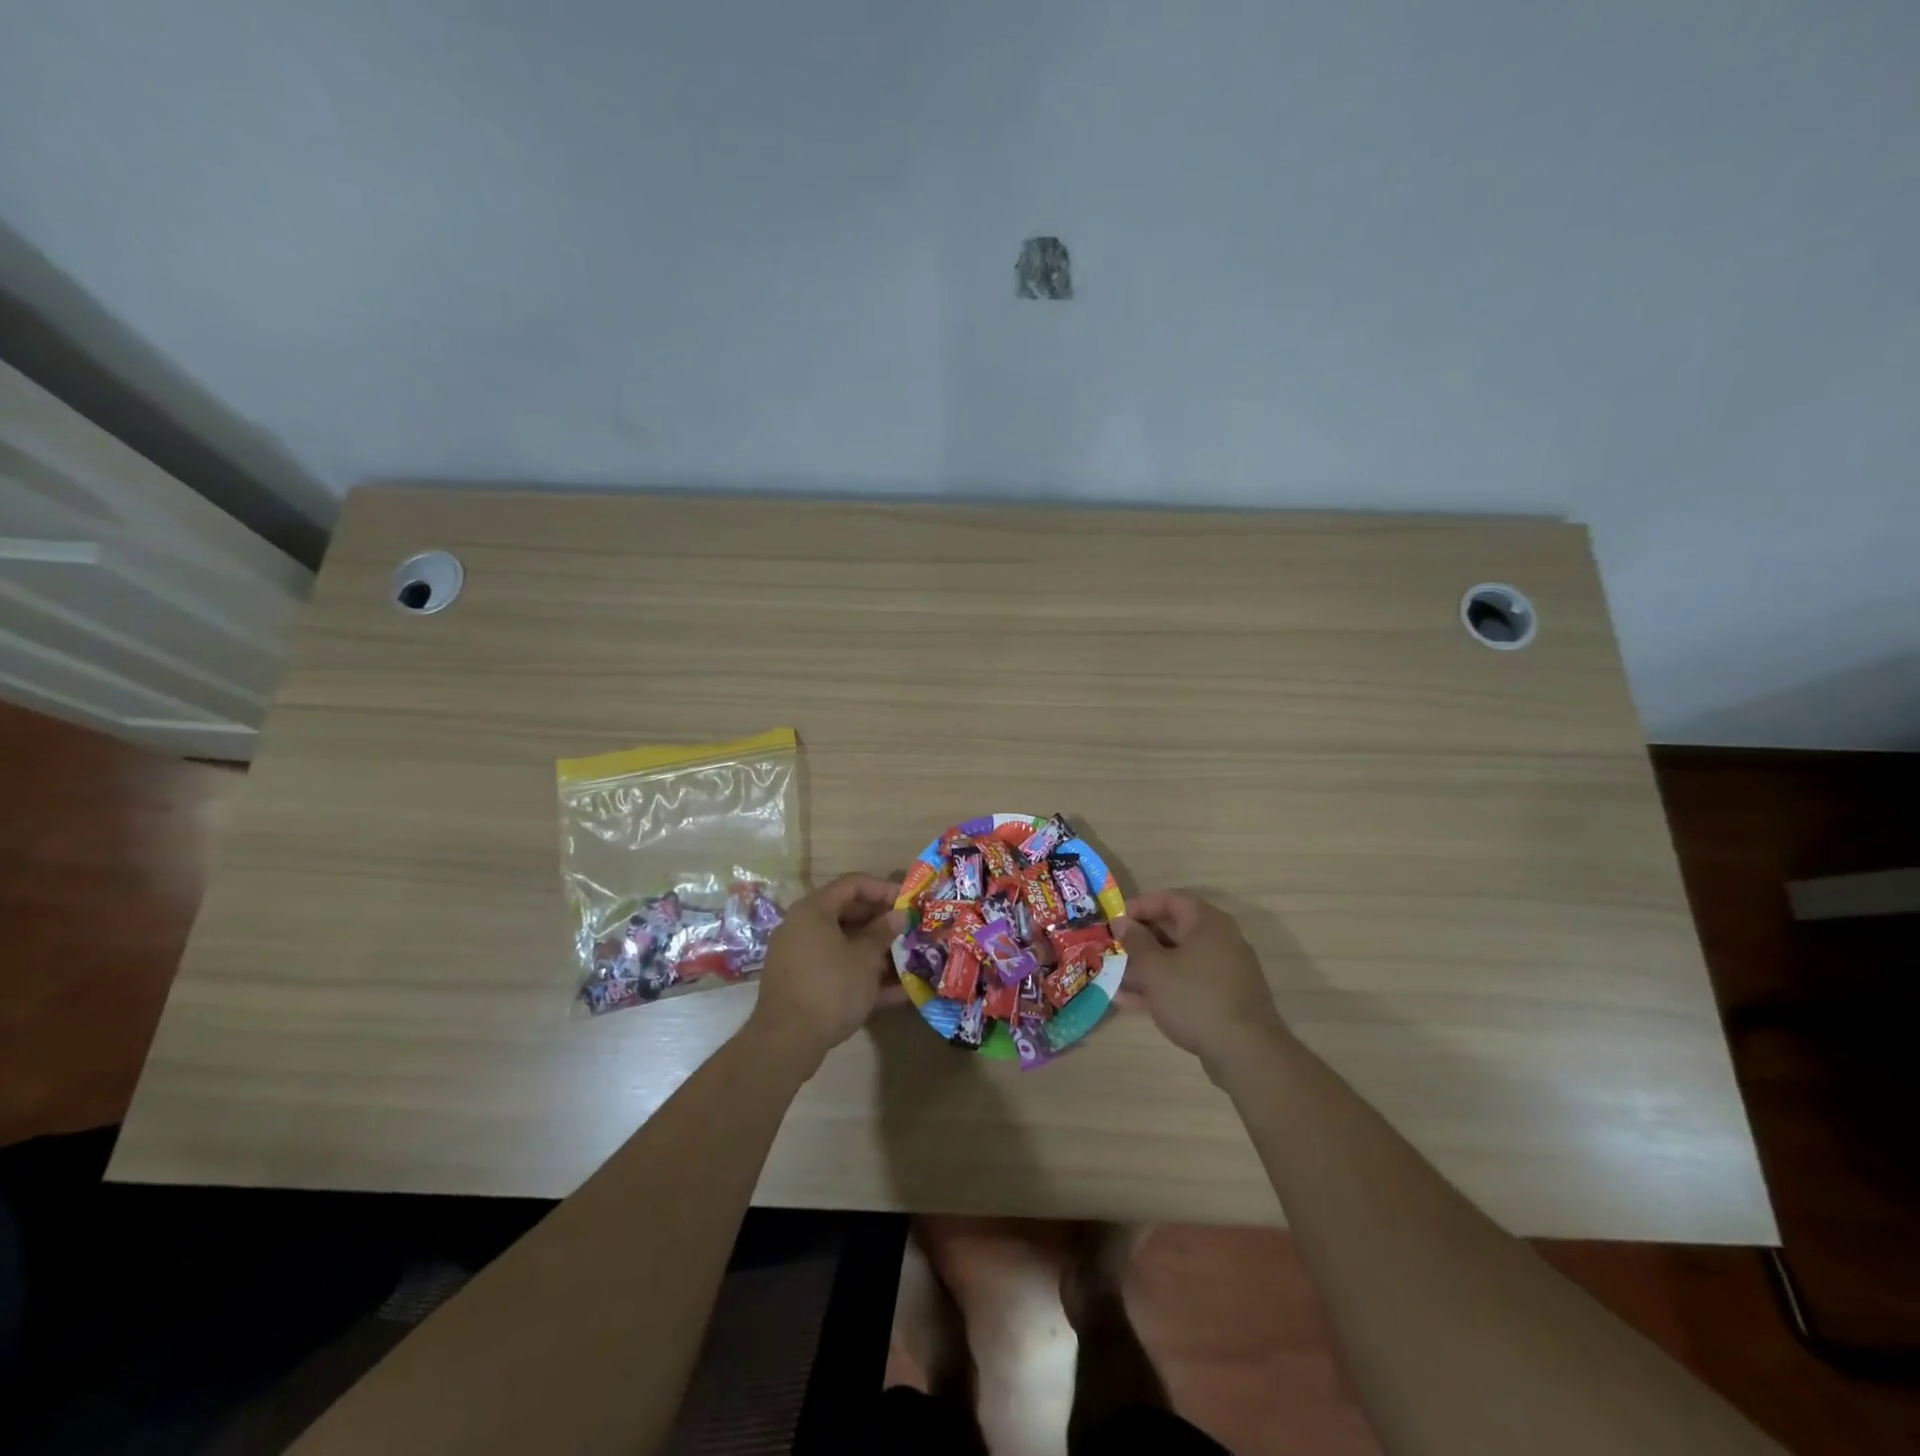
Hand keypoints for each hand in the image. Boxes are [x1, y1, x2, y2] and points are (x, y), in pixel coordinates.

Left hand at [747, 874, 899, 1068]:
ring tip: (907, 960)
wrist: (787, 1041)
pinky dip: (861, 976)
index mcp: (813, 910)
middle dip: (881, 922)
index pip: (852, 884)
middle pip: (847, 913)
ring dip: (875, 951)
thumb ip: (883, 933)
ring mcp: (800, 956)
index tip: (908, 902)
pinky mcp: (802, 983)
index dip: (883, 889)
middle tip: (909, 930)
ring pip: (843, 944)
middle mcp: (802, 927)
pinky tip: (896, 993)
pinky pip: (836, 969)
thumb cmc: (830, 987)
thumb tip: (899, 916)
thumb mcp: (864, 959)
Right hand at [1120, 890, 1287, 1069]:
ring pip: (1178, 961)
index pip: (1171, 899)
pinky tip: (1130, 1002)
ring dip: (1146, 967)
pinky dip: (1161, 988)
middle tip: (1114, 948)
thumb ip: (1135, 941)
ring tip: (1114, 977)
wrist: (1244, 1052)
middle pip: (1174, 930)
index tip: (1116, 919)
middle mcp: (1220, 941)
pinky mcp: (1223, 1000)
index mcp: (1207, 923)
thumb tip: (1121, 921)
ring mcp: (1223, 972)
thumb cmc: (1194, 997)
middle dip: (1140, 940)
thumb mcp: (1155, 968)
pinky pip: (1186, 984)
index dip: (1141, 905)